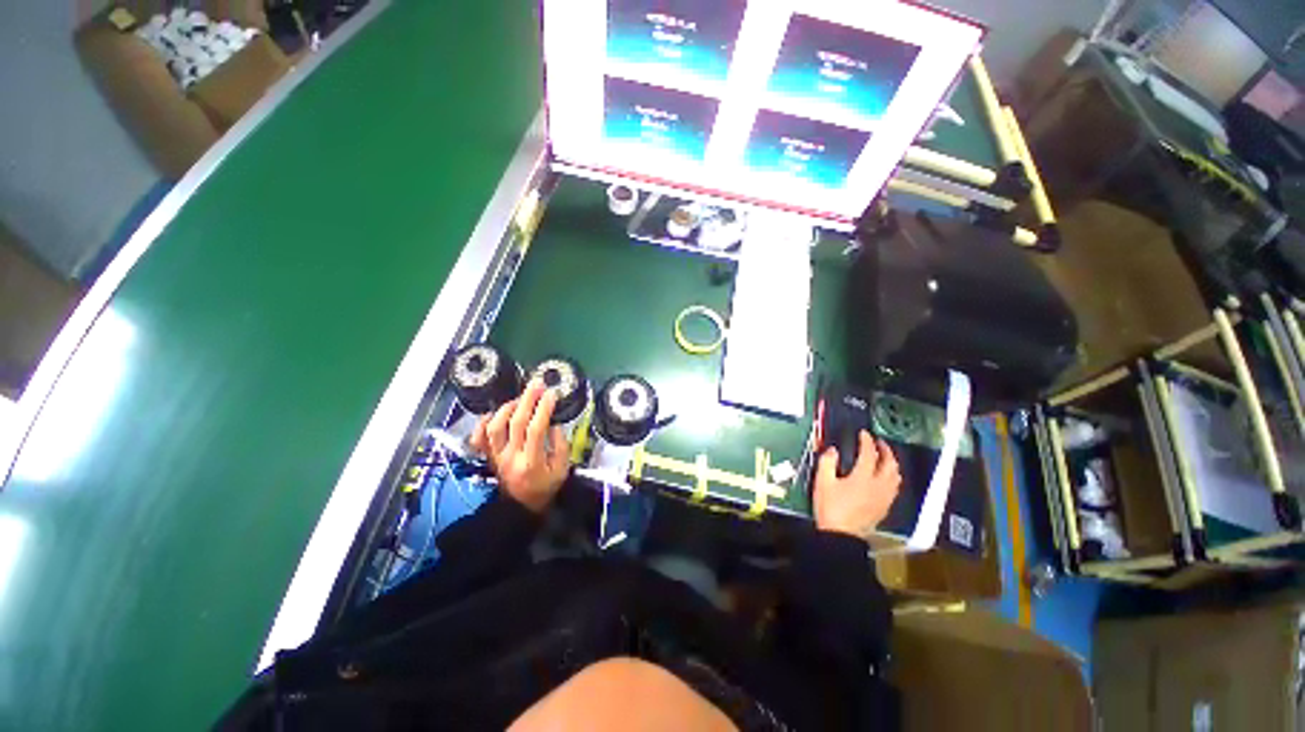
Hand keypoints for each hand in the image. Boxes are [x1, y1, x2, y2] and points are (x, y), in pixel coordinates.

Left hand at [471, 380, 570, 512]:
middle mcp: (511, 457)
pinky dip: (482, 423)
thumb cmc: (545, 487)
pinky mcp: (489, 457)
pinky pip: (479, 438)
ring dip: (507, 408)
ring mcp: (496, 457)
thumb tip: (554, 424)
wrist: (520, 508)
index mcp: (532, 462)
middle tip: (536, 384)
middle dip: (527, 399)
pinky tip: (493, 413)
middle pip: (515, 422)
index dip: (544, 409)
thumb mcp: (562, 469)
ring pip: (494, 427)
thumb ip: (560, 446)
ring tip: (520, 399)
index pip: (536, 429)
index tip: (552, 394)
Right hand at [813, 431, 900, 537]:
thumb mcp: (822, 482)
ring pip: (895, 476)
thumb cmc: (830, 508)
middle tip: (879, 442)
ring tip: (885, 457)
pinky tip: (886, 477)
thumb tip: (832, 450)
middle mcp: (878, 485)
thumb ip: (827, 463)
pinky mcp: (885, 506)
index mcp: (863, 477)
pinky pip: (894, 487)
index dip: (867, 441)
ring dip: (892, 463)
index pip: (869, 454)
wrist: (841, 535)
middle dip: (886, 450)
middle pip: (889, 464)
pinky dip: (892, 476)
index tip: (864, 434)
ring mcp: (884, 497)